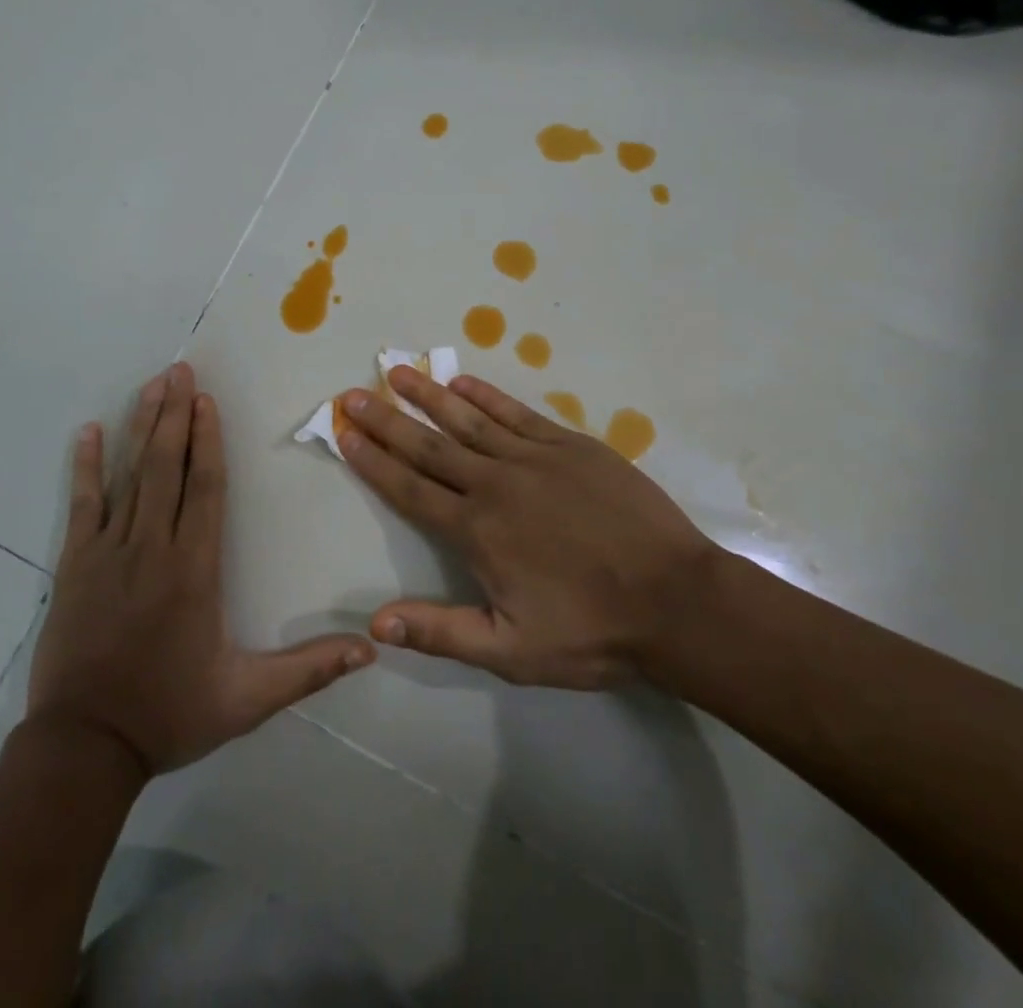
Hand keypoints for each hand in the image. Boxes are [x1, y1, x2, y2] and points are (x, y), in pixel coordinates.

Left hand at [28, 362, 375, 776]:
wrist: (84, 749)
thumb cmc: (170, 714)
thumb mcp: (247, 699)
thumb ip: (307, 669)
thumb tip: (370, 647)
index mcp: (195, 570)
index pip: (206, 488)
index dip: (208, 440)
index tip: (207, 400)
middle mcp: (153, 547)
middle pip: (167, 467)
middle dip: (174, 415)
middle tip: (179, 370)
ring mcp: (108, 552)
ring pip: (129, 476)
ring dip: (141, 427)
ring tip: (150, 385)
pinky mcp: (75, 565)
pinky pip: (81, 504)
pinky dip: (84, 467)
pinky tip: (88, 432)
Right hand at [337, 367, 718, 688]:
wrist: (676, 600)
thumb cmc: (592, 630)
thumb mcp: (512, 651)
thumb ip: (441, 631)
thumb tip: (375, 622)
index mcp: (476, 530)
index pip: (409, 488)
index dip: (373, 461)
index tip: (345, 433)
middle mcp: (495, 484)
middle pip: (429, 445)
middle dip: (387, 420)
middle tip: (353, 394)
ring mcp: (534, 458)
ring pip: (468, 420)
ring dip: (428, 395)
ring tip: (397, 372)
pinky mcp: (571, 445)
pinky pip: (517, 413)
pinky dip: (486, 396)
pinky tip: (463, 383)